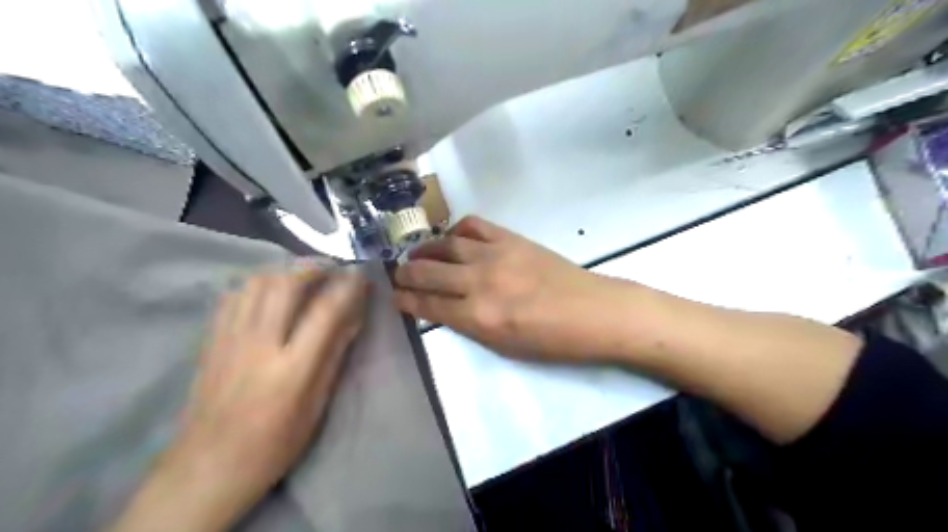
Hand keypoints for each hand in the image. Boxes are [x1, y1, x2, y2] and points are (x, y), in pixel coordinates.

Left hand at [112, 267, 370, 530]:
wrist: (208, 466)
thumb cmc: (275, 442)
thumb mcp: (317, 404)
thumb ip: (334, 354)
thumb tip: (353, 316)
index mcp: (292, 369)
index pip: (325, 311)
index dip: (347, 286)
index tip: (360, 275)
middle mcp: (259, 346)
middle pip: (286, 284)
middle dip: (314, 267)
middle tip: (332, 268)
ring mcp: (229, 339)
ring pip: (257, 282)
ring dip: (286, 270)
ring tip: (304, 276)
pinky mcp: (210, 340)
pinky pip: (234, 295)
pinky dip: (258, 283)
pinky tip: (269, 292)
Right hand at [395, 214, 622, 360]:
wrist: (594, 312)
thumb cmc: (552, 341)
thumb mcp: (504, 346)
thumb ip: (469, 324)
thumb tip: (444, 306)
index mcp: (479, 317)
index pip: (428, 304)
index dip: (406, 300)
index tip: (395, 296)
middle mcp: (480, 282)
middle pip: (428, 271)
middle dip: (405, 274)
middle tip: (398, 275)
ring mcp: (496, 255)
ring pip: (445, 245)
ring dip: (424, 249)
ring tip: (417, 254)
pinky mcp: (511, 238)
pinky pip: (474, 226)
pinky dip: (456, 231)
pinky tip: (453, 240)